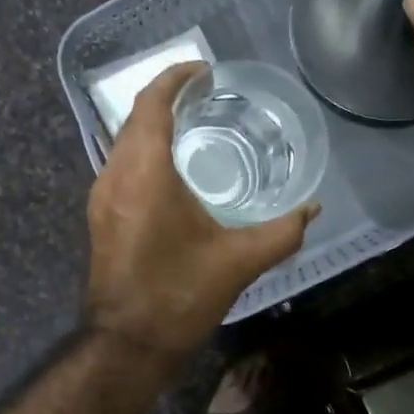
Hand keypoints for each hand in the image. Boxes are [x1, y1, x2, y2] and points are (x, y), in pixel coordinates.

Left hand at [86, 63, 316, 358]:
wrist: (126, 343)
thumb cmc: (179, 295)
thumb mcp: (239, 261)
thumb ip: (282, 232)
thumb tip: (313, 209)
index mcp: (145, 173)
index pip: (152, 104)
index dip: (175, 79)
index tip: (204, 70)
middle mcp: (115, 175)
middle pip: (135, 118)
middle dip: (167, 97)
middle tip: (206, 94)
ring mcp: (101, 196)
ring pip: (124, 142)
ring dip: (153, 124)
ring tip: (194, 124)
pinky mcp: (100, 215)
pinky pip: (121, 164)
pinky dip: (144, 151)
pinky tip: (173, 168)